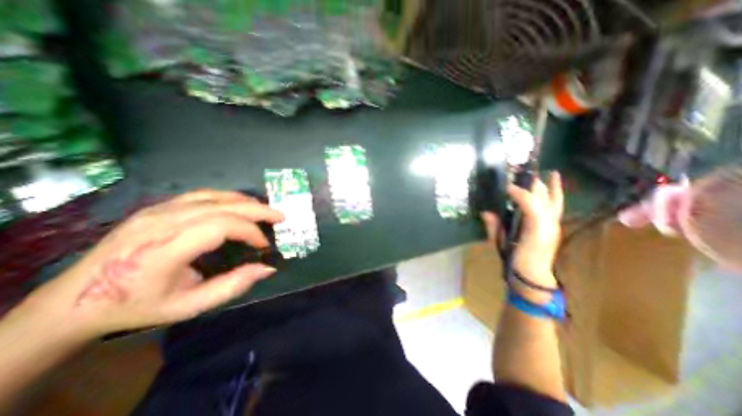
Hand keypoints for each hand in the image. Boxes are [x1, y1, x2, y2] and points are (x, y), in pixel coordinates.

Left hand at [22, 190, 284, 339]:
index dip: (250, 231)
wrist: (74, 300)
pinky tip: (238, 205)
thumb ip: (233, 286)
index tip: (264, 244)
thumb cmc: (137, 306)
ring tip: (264, 209)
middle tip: (280, 216)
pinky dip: (227, 198)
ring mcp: (157, 210)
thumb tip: (267, 268)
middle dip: (257, 210)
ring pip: (214, 195)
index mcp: (166, 248)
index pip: (222, 226)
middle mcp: (162, 221)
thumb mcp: (189, 306)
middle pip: (223, 206)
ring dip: (245, 201)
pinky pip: (201, 195)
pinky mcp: (157, 206)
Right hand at [482, 173, 562, 292]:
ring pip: (554, 199)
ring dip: (549, 185)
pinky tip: (554, 183)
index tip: (504, 187)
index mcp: (535, 227)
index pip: (530, 202)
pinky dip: (556, 193)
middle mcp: (548, 222)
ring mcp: (554, 223)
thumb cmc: (516, 261)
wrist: (533, 276)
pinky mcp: (554, 226)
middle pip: (543, 197)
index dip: (517, 192)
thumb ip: (494, 227)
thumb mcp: (501, 243)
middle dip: (532, 183)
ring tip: (548, 172)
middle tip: (518, 173)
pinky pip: (556, 205)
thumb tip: (485, 212)